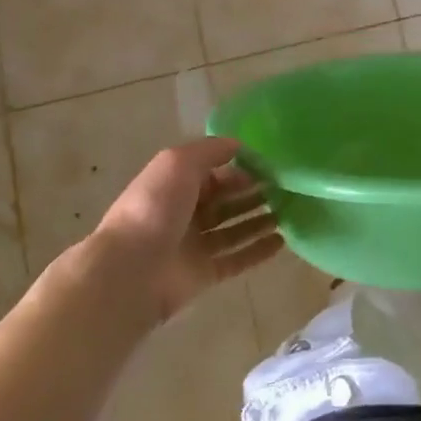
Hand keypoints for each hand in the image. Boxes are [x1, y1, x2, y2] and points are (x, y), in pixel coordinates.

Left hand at [93, 138, 283, 320]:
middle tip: (287, 189)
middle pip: (226, 200)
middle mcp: (185, 213)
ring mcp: (195, 245)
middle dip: (254, 193)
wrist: (131, 270)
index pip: (215, 174)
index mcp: (175, 185)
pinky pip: (237, 259)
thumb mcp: (179, 162)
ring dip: (260, 220)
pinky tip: (283, 241)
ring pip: (234, 229)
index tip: (271, 167)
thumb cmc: (155, 207)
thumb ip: (210, 150)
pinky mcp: (205, 274)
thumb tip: (239, 146)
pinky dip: (259, 250)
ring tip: (290, 212)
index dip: (241, 169)